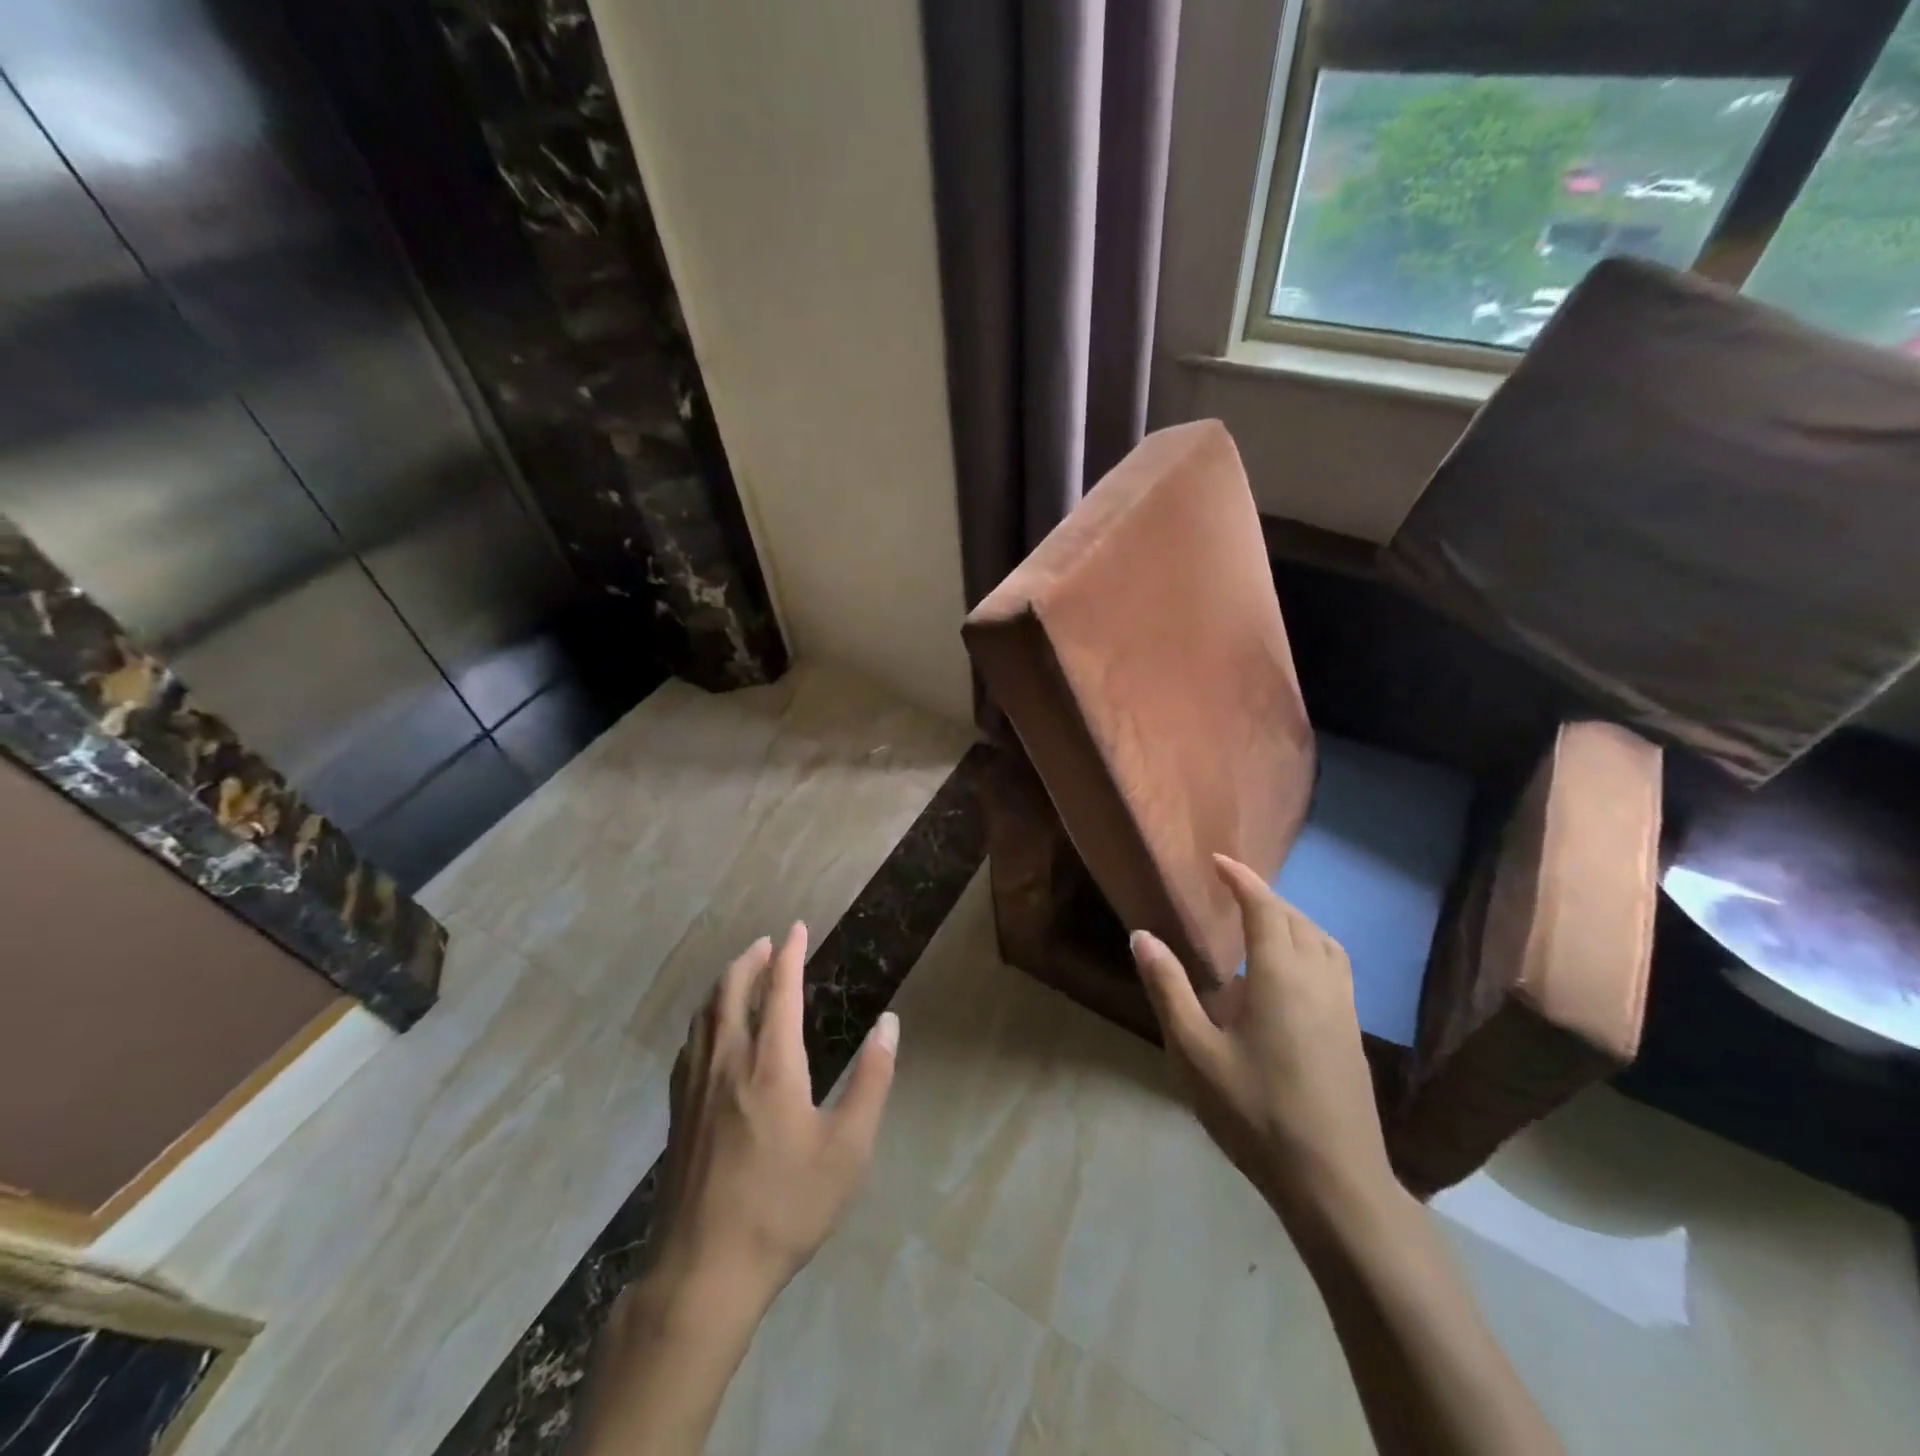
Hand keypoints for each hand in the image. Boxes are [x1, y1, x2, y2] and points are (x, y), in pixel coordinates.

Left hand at [647, 922, 898, 1309]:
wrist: (703, 1272)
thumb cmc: (785, 1208)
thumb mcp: (847, 1150)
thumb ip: (871, 1080)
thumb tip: (889, 1023)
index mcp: (771, 1065)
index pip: (778, 990)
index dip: (789, 954)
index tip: (797, 928)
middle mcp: (728, 1062)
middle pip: (732, 991)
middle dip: (751, 959)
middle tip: (768, 942)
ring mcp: (695, 1087)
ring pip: (705, 1014)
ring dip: (725, 982)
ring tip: (741, 971)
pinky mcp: (677, 1113)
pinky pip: (689, 1044)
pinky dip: (704, 1018)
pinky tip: (708, 1030)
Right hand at [1131, 854, 1393, 1225]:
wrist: (1334, 1181)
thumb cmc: (1255, 1112)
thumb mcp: (1195, 1052)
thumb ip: (1168, 989)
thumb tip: (1142, 936)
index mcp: (1280, 976)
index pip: (1264, 908)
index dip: (1242, 879)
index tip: (1218, 862)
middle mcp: (1318, 980)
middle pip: (1296, 919)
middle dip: (1265, 897)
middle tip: (1232, 891)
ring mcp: (1343, 1007)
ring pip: (1323, 941)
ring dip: (1293, 919)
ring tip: (1263, 923)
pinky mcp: (1353, 1032)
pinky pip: (1335, 966)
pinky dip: (1312, 946)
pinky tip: (1292, 974)